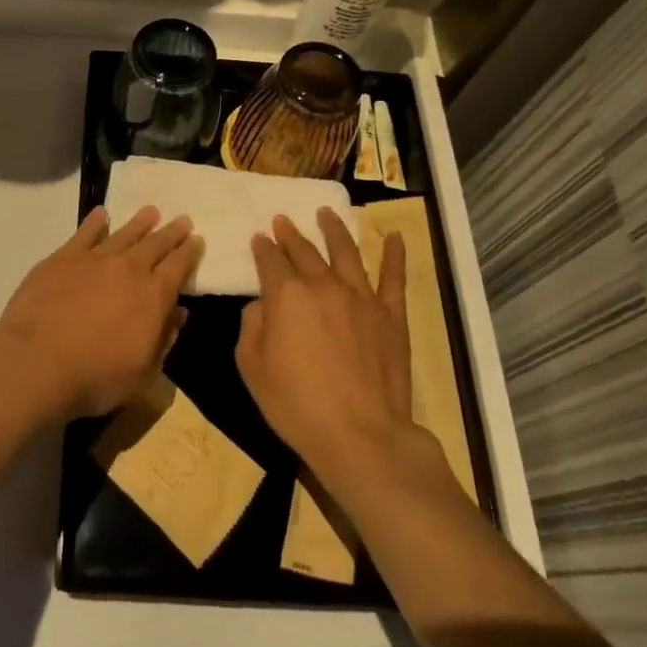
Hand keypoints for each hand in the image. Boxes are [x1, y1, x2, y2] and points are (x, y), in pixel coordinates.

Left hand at [0, 205, 203, 419]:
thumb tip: (178, 314)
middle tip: (182, 219)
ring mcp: (94, 260)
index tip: (197, 240)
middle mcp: (129, 269)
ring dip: (140, 222)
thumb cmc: (95, 377)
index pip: (179, 267)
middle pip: (156, 244)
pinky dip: (95, 222)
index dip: (190, 253)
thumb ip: (163, 340)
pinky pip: (84, 233)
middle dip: (171, 232)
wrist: (36, 362)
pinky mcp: (62, 258)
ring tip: (150, 211)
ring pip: (124, 233)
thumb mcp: (142, 374)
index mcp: (153, 296)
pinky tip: (101, 214)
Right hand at [235, 209, 420, 490]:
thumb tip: (262, 306)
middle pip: (304, 251)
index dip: (262, 248)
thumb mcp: (251, 367)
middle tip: (282, 220)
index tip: (259, 239)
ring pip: (346, 252)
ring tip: (326, 213)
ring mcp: (361, 297)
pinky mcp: (390, 316)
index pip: (270, 260)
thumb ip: (251, 326)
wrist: (359, 434)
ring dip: (334, 230)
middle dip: (290, 234)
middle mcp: (323, 285)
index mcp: (286, 295)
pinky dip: (395, 255)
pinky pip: (394, 278)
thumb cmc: (295, 403)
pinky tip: (395, 236)